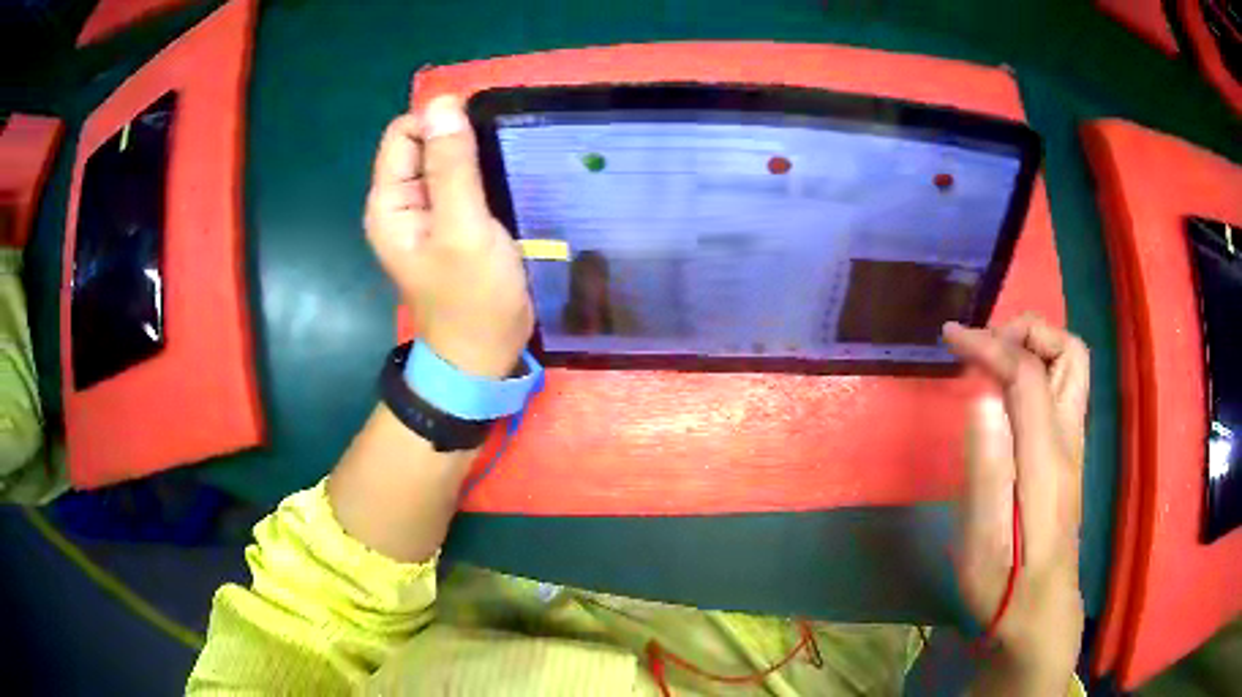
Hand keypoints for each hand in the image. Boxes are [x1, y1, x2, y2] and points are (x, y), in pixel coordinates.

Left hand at [364, 97, 532, 378]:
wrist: (484, 356)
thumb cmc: (472, 299)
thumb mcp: (463, 229)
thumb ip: (452, 166)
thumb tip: (444, 102)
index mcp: (390, 202)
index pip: (405, 133)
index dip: (439, 122)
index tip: (481, 136)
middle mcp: (401, 202)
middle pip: (425, 142)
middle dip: (459, 139)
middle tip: (499, 159)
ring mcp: (427, 213)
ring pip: (446, 160)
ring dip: (474, 155)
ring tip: (506, 170)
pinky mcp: (451, 222)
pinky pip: (462, 181)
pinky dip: (482, 174)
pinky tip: (505, 183)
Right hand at [943, 314, 1088, 687]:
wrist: (1041, 615)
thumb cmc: (1005, 588)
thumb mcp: (983, 543)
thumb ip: (986, 469)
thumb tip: (982, 398)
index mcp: (1046, 458)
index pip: (1027, 373)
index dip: (990, 344)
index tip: (950, 338)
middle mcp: (1070, 440)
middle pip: (1070, 352)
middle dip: (1027, 332)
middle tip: (985, 348)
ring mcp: (1074, 447)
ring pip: (1072, 367)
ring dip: (1034, 348)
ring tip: (993, 364)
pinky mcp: (1069, 456)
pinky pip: (1063, 388)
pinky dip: (1036, 371)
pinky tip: (1007, 397)